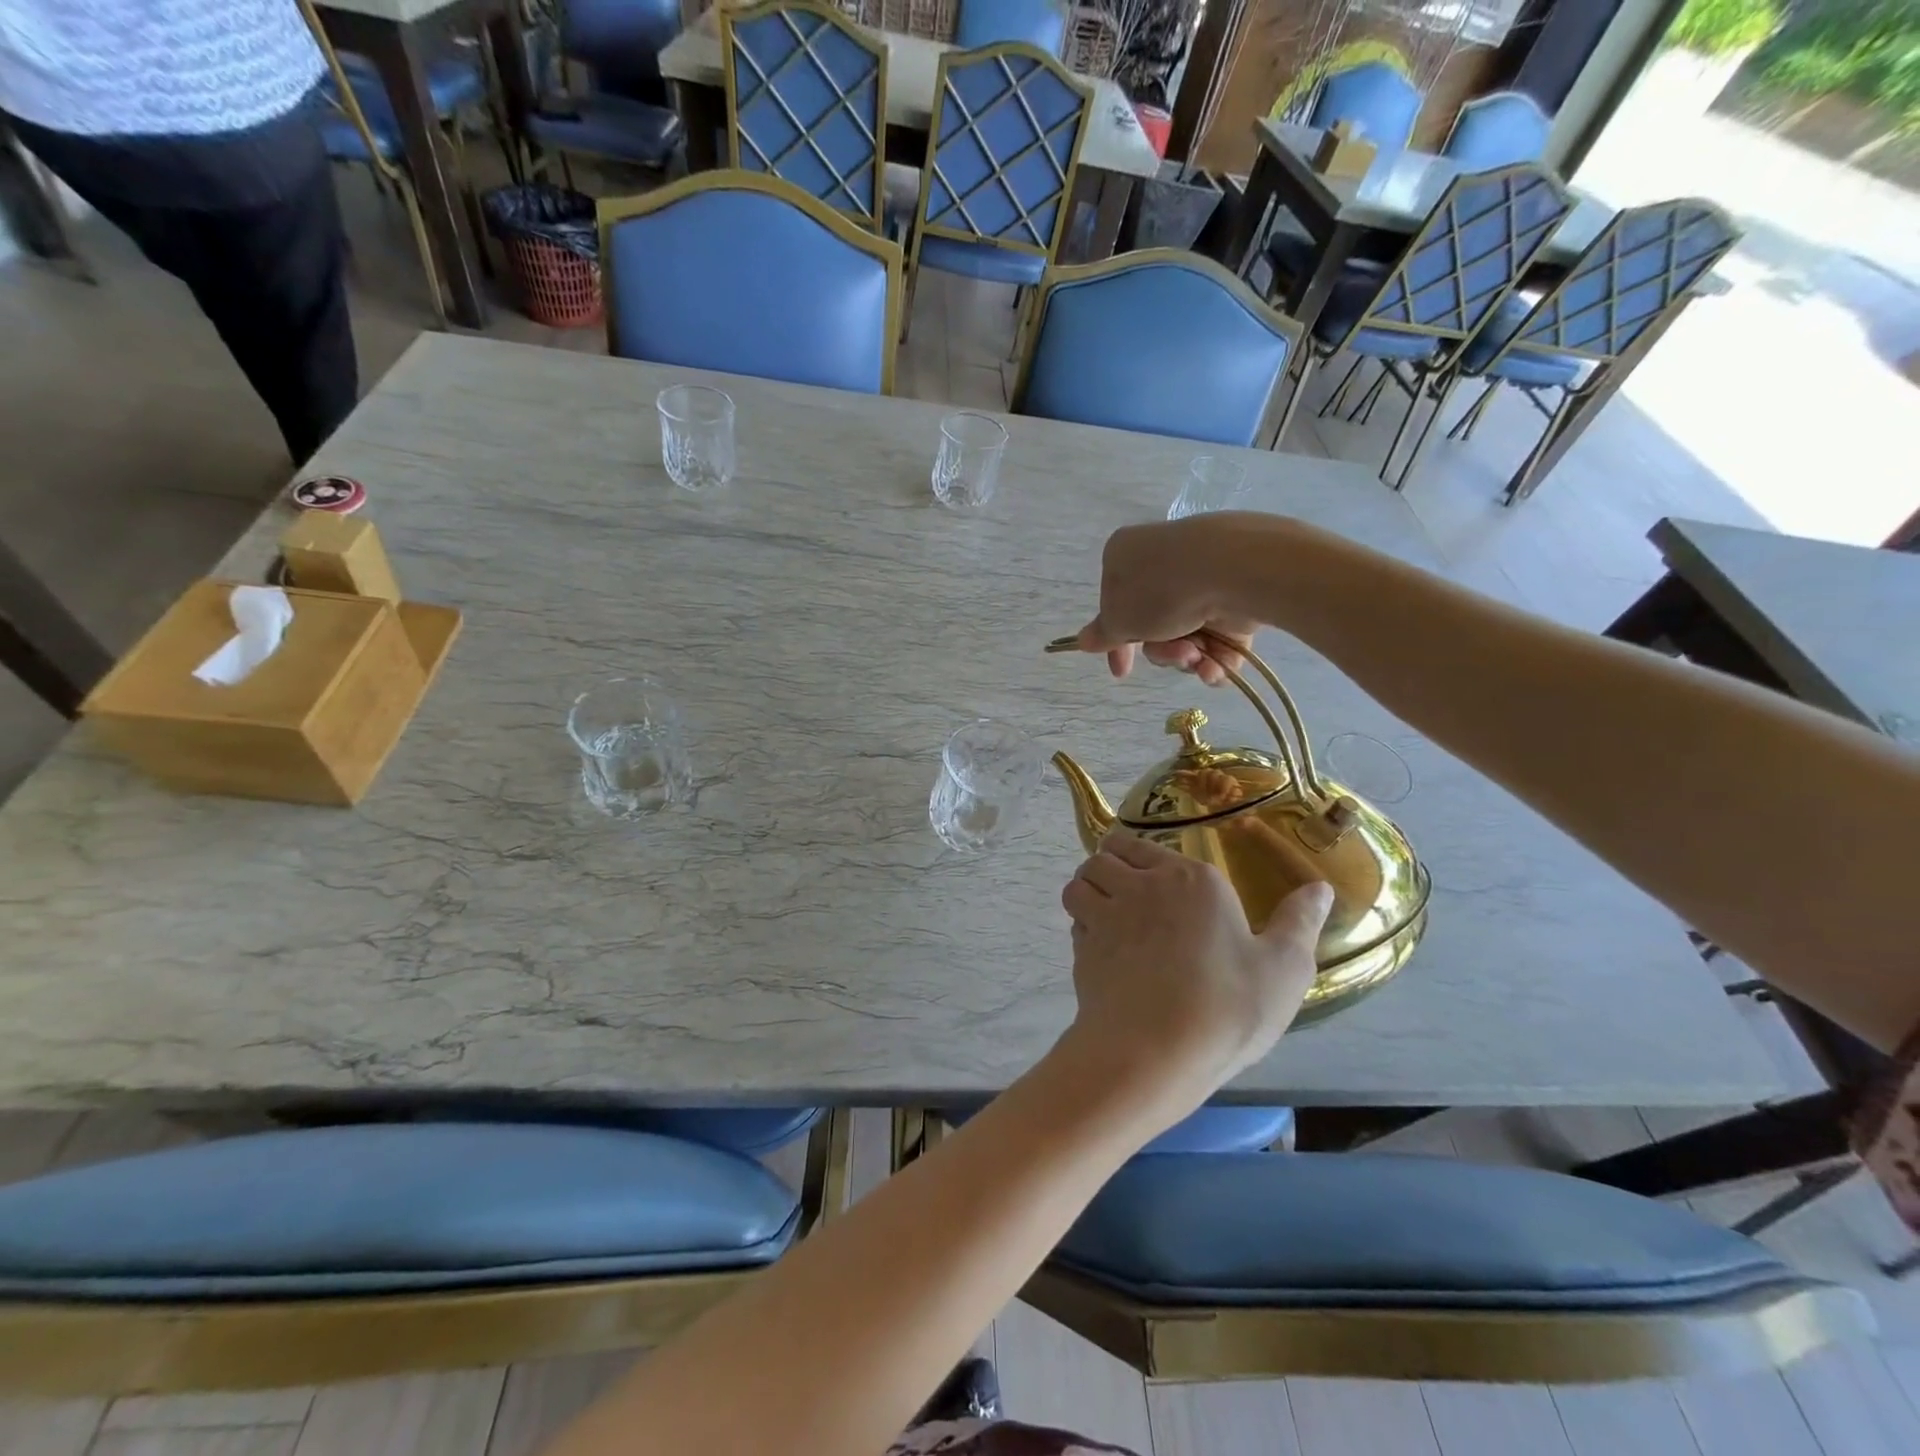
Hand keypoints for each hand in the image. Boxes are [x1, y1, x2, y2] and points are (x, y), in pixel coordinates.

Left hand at [1059, 830, 1332, 1120]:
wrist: (1156, 1051)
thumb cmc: (1227, 1007)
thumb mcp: (1285, 968)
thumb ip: (1300, 922)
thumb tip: (1321, 887)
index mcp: (1192, 879)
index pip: (1143, 843)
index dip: (1142, 857)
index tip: (1156, 880)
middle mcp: (1143, 884)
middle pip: (1105, 854)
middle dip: (1110, 866)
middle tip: (1128, 894)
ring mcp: (1107, 913)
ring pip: (1080, 880)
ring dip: (1089, 889)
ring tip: (1108, 914)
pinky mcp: (1082, 946)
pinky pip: (1074, 918)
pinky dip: (1081, 923)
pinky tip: (1102, 948)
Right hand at [1074, 515, 1264, 686]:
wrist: (1234, 570)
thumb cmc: (1161, 590)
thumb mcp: (1119, 619)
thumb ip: (1103, 634)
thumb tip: (1084, 640)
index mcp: (1125, 556)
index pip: (1114, 605)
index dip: (1116, 644)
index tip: (1122, 671)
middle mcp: (1163, 563)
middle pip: (1153, 624)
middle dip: (1162, 651)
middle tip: (1176, 654)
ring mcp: (1202, 577)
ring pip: (1187, 633)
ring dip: (1188, 655)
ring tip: (1199, 655)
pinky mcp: (1236, 592)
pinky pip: (1219, 635)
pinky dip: (1217, 657)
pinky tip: (1217, 666)